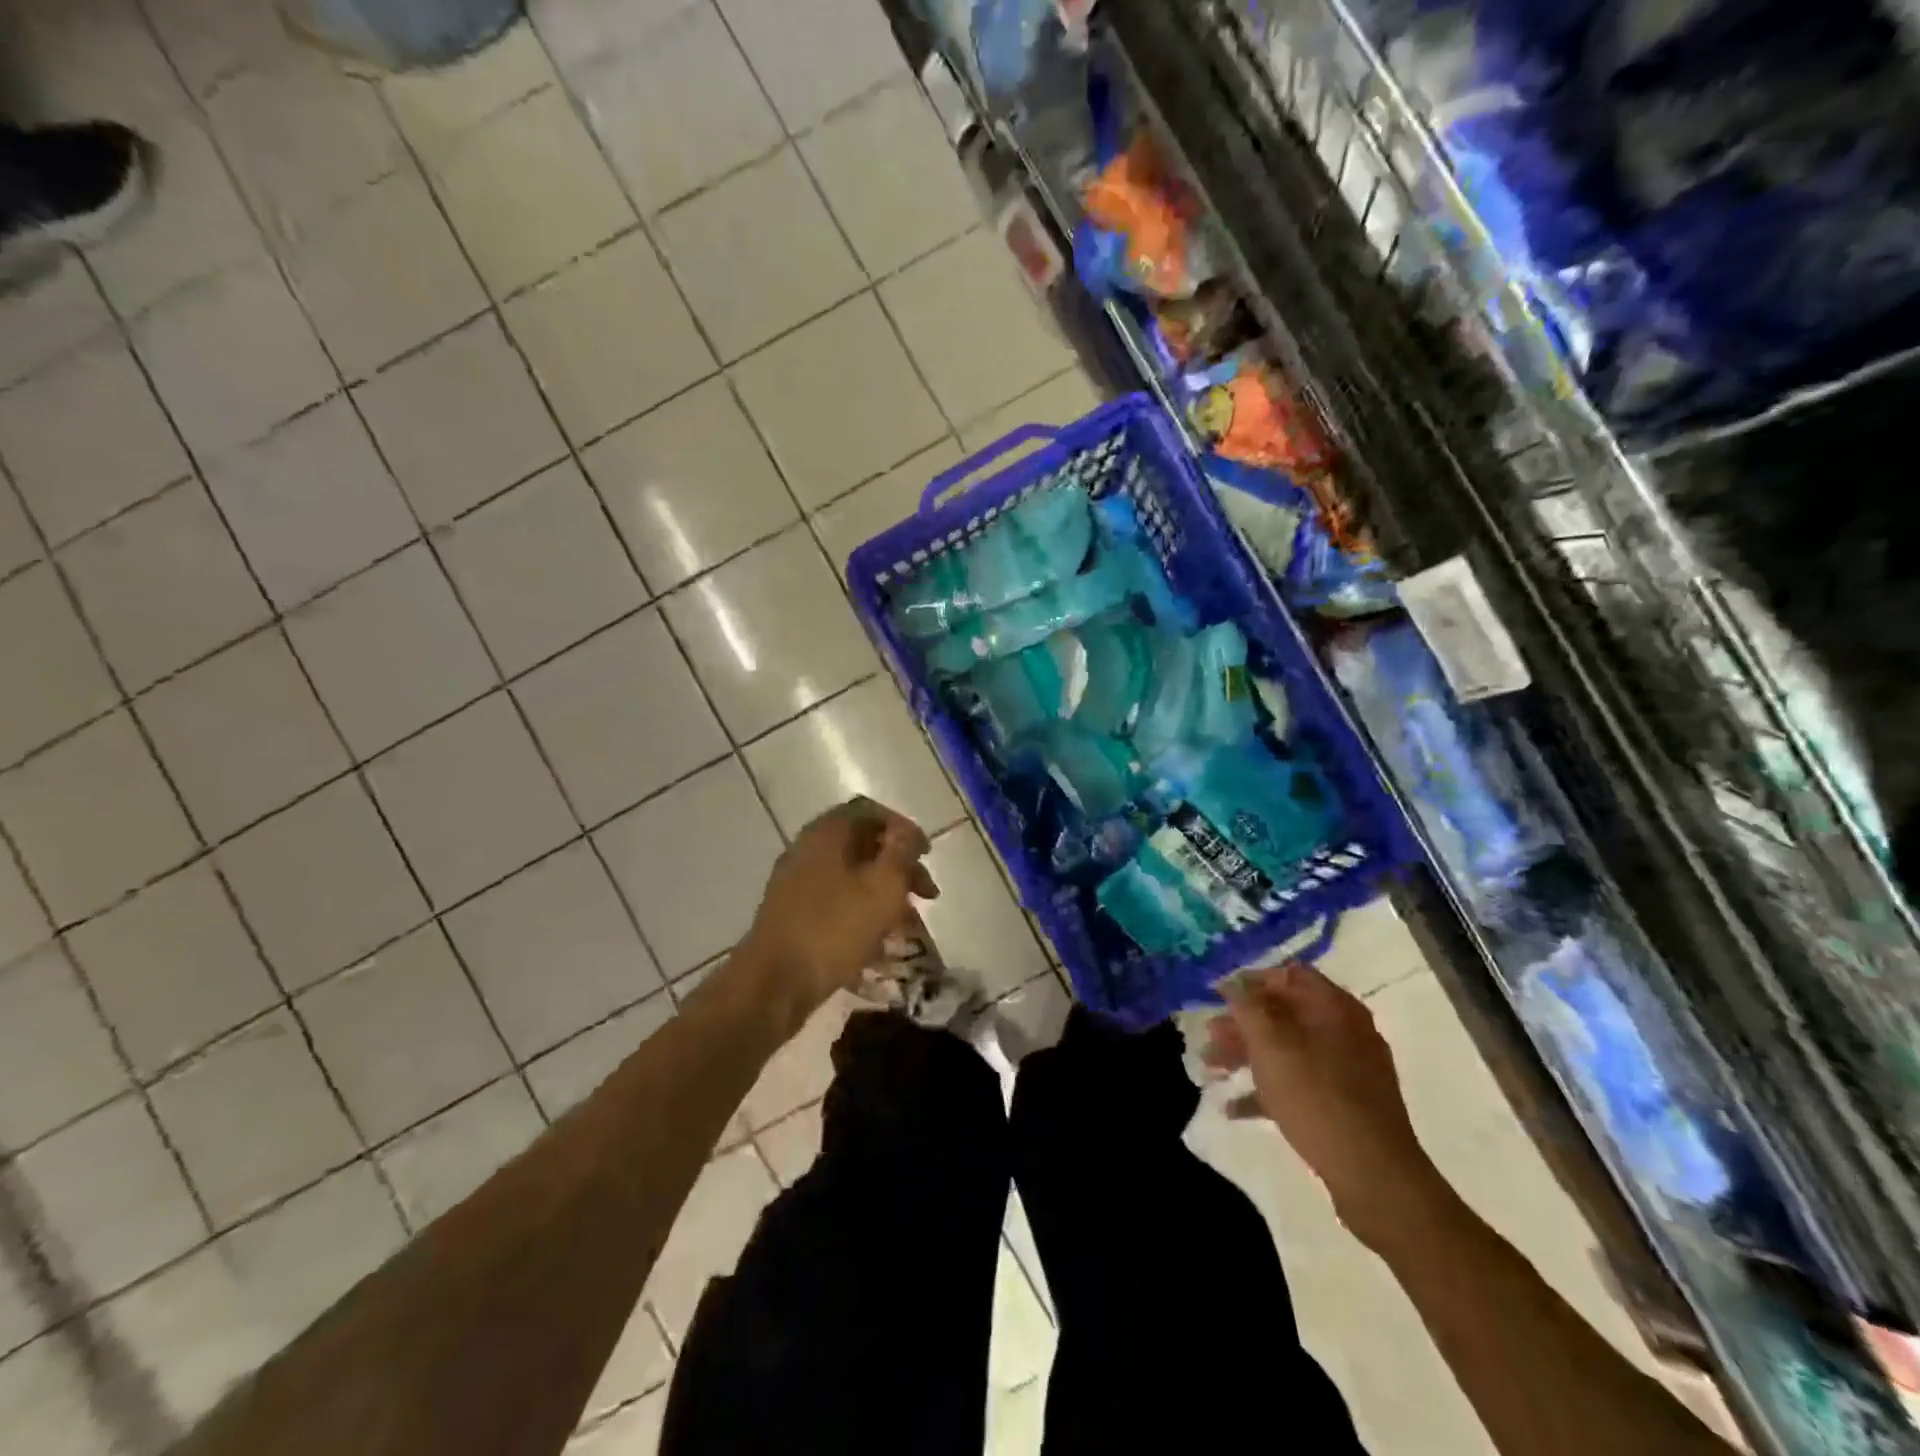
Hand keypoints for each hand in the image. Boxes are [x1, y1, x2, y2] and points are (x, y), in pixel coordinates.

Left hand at [737, 797, 938, 1029]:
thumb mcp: (883, 887)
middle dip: (899, 867)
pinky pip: (836, 901)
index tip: (926, 854)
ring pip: (852, 877)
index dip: (903, 828)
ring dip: (884, 893)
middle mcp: (808, 849)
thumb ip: (901, 853)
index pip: (870, 811)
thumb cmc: (834, 929)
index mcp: (827, 833)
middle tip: (927, 894)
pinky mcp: (792, 914)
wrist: (773, 984)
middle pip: (863, 845)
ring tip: (909, 925)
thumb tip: (908, 832)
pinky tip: (880, 943)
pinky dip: (862, 912)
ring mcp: (796, 882)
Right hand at [1204, 962, 1440, 1246]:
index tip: (1218, 994)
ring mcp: (1348, 1071)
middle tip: (1208, 1035)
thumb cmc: (1316, 1095)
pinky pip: (1298, 1085)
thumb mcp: (1270, 1042)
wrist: (1374, 1175)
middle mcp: (1345, 1031)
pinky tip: (1233, 1108)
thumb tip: (1232, 982)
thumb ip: (1247, 1005)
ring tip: (1210, 1069)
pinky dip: (1266, 1091)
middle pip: (1284, 1014)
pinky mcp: (1345, 1107)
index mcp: (1334, 1007)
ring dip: (1246, 1056)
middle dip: (1242, 1023)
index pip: (1289, 974)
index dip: (1251, 980)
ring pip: (1287, 1050)